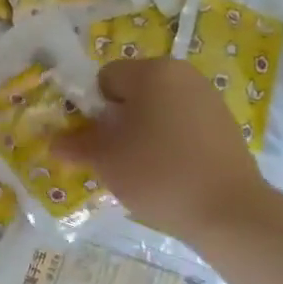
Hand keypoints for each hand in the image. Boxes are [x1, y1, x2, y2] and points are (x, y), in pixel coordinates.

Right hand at [55, 57, 271, 242]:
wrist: (229, 211)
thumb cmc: (158, 173)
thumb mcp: (105, 159)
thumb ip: (75, 144)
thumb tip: (53, 141)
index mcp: (152, 71)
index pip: (105, 79)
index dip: (91, 109)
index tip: (95, 141)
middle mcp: (183, 75)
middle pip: (133, 92)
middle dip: (118, 121)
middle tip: (114, 157)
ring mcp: (209, 99)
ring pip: (158, 110)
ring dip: (143, 132)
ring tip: (141, 169)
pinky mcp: (225, 125)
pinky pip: (182, 125)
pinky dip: (169, 142)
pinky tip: (169, 173)